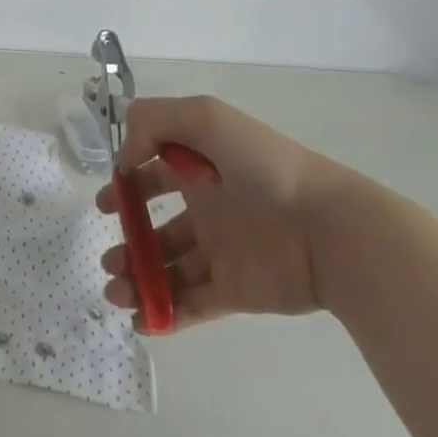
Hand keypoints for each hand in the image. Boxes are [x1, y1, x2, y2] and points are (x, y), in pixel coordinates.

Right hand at [96, 95, 351, 330]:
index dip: (127, 184)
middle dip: (127, 240)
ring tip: (117, 292)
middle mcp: (208, 207)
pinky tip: (141, 319)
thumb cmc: (265, 167)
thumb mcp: (206, 117)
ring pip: (168, 268)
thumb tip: (126, 160)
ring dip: (137, 279)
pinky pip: (193, 305)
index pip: (155, 172)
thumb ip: (154, 121)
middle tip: (108, 259)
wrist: (329, 229)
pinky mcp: (235, 290)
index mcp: (201, 166)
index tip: (108, 201)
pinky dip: (164, 314)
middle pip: (156, 226)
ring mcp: (221, 251)